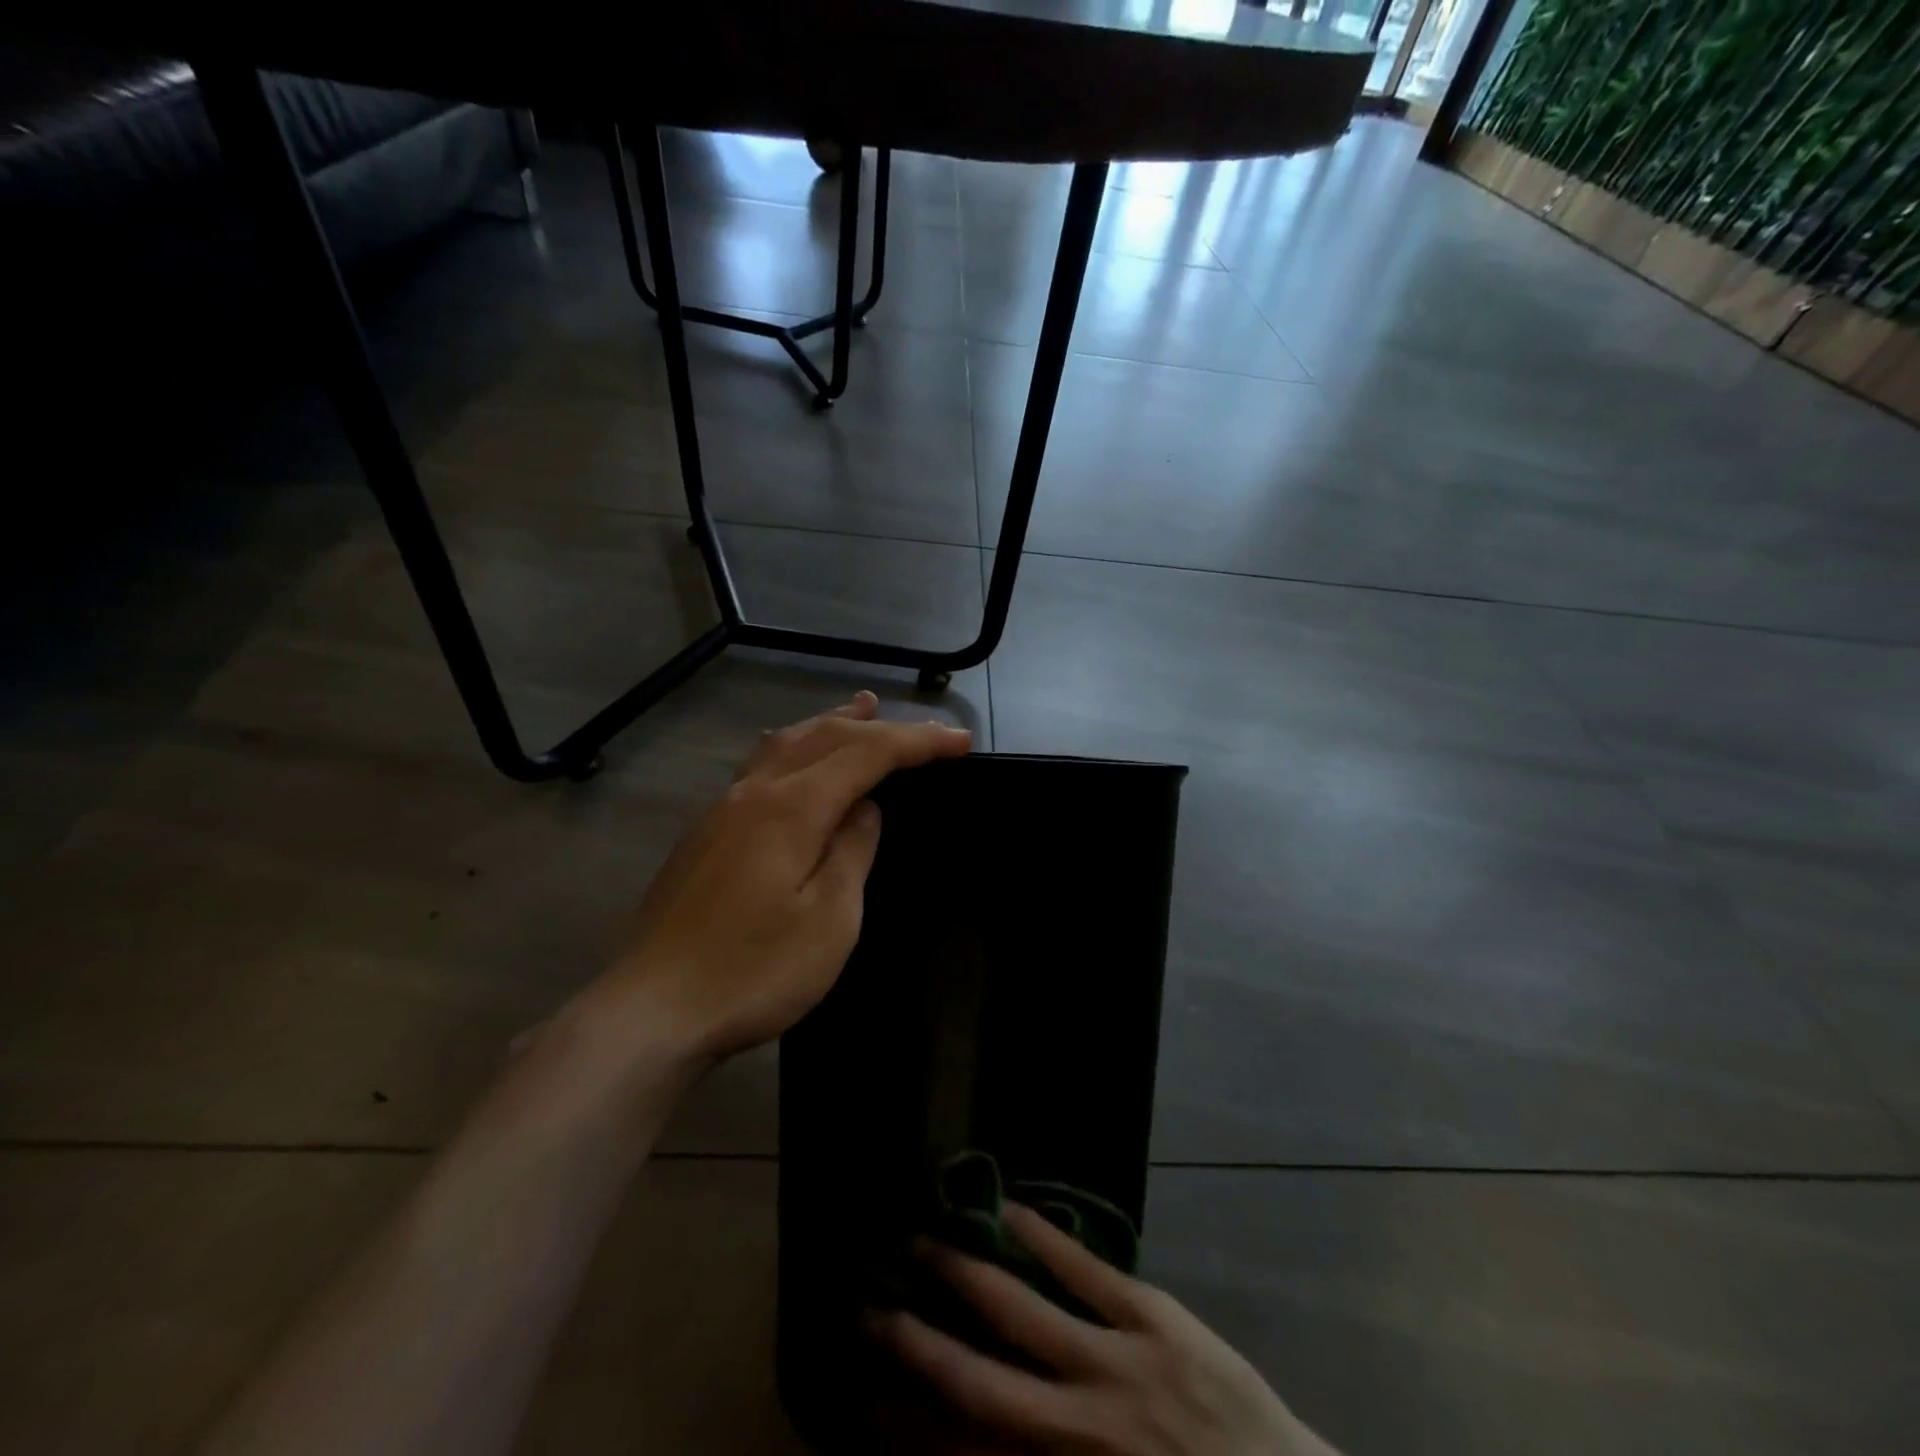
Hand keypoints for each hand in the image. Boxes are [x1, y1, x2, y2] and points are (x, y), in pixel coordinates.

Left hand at [607, 691, 969, 1060]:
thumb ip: (852, 851)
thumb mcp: (829, 920)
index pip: (866, 754)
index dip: (917, 742)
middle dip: (879, 727)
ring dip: (831, 724)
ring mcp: (721, 811)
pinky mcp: (703, 835)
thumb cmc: (752, 972)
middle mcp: (753, 793)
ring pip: (785, 744)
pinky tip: (796, 760)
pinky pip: (761, 768)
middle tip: (924, 729)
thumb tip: (864, 809)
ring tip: (861, 709)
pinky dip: (797, 748)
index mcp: (791, 807)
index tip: (960, 741)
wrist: (650, 1012)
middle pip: (824, 736)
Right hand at [868, 1203, 1340, 1455]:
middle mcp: (1080, 1426)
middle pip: (980, 1381)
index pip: (973, 1449)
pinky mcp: (1152, 1316)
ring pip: (1023, 1312)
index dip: (913, 1423)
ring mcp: (1117, 1362)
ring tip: (926, 1241)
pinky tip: (1010, 1210)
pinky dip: (1043, 1237)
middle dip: (920, 1342)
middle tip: (871, 1304)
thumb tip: (976, 1439)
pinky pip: (1085, 1270)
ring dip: (968, 1274)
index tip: (869, 1394)